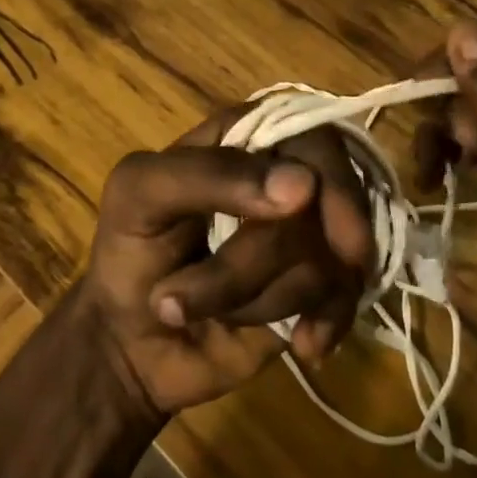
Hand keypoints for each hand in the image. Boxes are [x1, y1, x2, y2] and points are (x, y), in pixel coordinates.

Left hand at [78, 112, 374, 416]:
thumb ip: (208, 174)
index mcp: (250, 138)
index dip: (321, 168)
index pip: (312, 132)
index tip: (303, 205)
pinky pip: (346, 298)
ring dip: (259, 298)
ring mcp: (309, 238)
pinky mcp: (318, 291)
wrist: (130, 344)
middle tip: (217, 302)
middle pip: (324, 201)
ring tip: (209, 313)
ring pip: (326, 257)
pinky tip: (303, 343)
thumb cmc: (130, 249)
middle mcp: (290, 181)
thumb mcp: (139, 192)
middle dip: (261, 258)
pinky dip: (324, 323)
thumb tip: (303, 186)